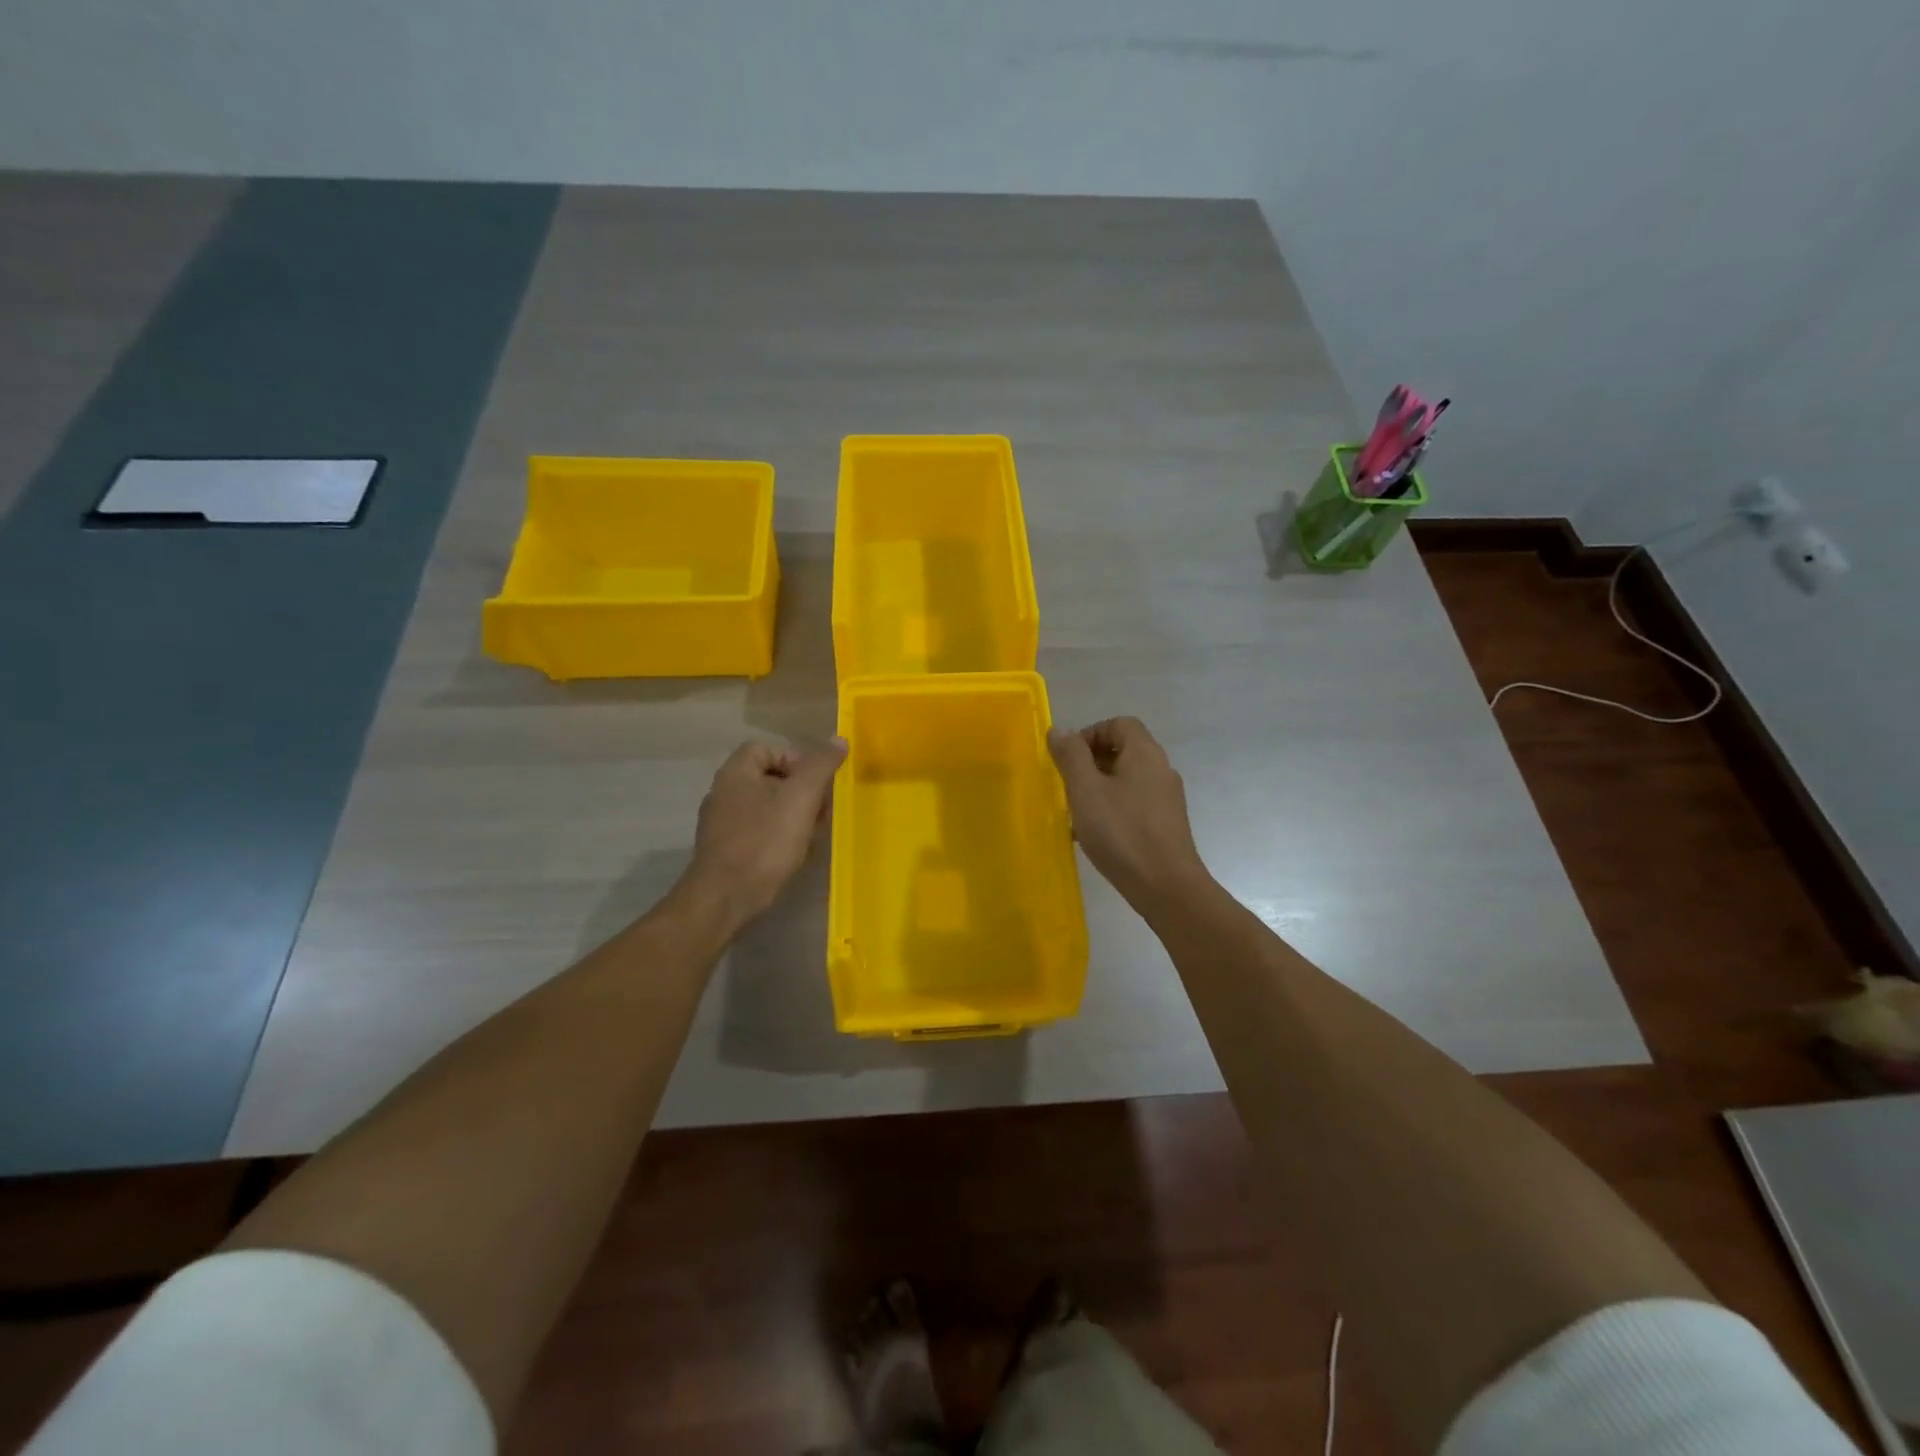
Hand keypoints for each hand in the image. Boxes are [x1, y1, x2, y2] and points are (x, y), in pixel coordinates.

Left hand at [680, 737, 846, 926]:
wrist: (725, 899)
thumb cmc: (765, 841)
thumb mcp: (801, 797)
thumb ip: (821, 766)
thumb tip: (839, 739)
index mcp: (736, 773)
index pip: (768, 748)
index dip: (797, 760)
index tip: (818, 783)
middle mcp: (723, 793)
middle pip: (768, 778)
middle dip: (800, 792)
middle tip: (819, 812)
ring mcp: (720, 824)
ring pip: (765, 808)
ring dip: (792, 817)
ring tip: (810, 836)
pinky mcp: (723, 851)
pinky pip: (757, 833)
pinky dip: (777, 838)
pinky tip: (792, 856)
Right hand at [1048, 717, 1210, 910]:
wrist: (1167, 888)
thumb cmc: (1122, 833)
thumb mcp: (1086, 790)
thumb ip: (1071, 756)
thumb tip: (1059, 730)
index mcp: (1145, 753)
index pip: (1119, 724)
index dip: (1090, 733)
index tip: (1068, 759)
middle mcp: (1161, 769)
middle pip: (1124, 750)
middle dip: (1091, 763)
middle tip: (1068, 786)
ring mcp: (1167, 798)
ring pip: (1127, 779)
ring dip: (1100, 788)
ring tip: (1077, 813)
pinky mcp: (1167, 824)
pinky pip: (1135, 803)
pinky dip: (1113, 808)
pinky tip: (1096, 835)